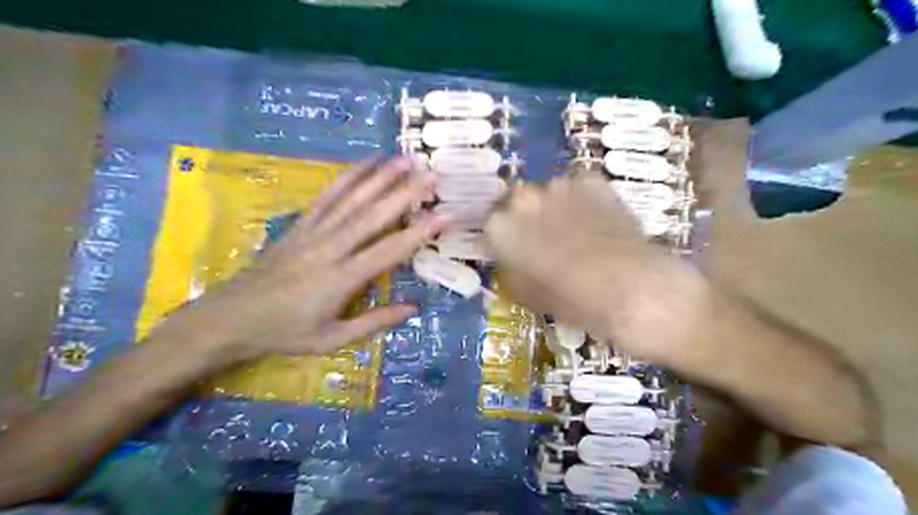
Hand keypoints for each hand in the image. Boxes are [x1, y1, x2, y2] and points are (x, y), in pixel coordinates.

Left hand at [151, 156, 444, 365]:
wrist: (232, 316)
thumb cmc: (286, 332)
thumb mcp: (332, 339)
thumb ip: (375, 322)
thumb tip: (414, 308)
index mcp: (341, 280)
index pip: (387, 252)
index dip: (417, 234)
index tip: (442, 216)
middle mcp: (330, 249)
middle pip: (372, 216)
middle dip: (405, 194)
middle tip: (431, 175)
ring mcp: (314, 232)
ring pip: (351, 200)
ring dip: (380, 177)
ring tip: (404, 159)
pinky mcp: (301, 224)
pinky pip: (327, 196)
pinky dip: (348, 177)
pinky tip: (365, 164)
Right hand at [483, 175, 712, 363]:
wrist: (645, 295)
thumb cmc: (584, 307)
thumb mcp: (537, 300)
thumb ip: (514, 274)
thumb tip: (508, 262)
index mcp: (507, 230)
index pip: (493, 223)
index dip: (506, 238)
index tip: (516, 251)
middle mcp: (528, 200)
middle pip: (518, 202)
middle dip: (527, 220)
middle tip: (545, 242)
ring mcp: (563, 187)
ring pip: (548, 193)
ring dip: (555, 209)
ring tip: (576, 233)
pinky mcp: (595, 183)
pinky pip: (576, 188)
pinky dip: (581, 202)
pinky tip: (596, 223)